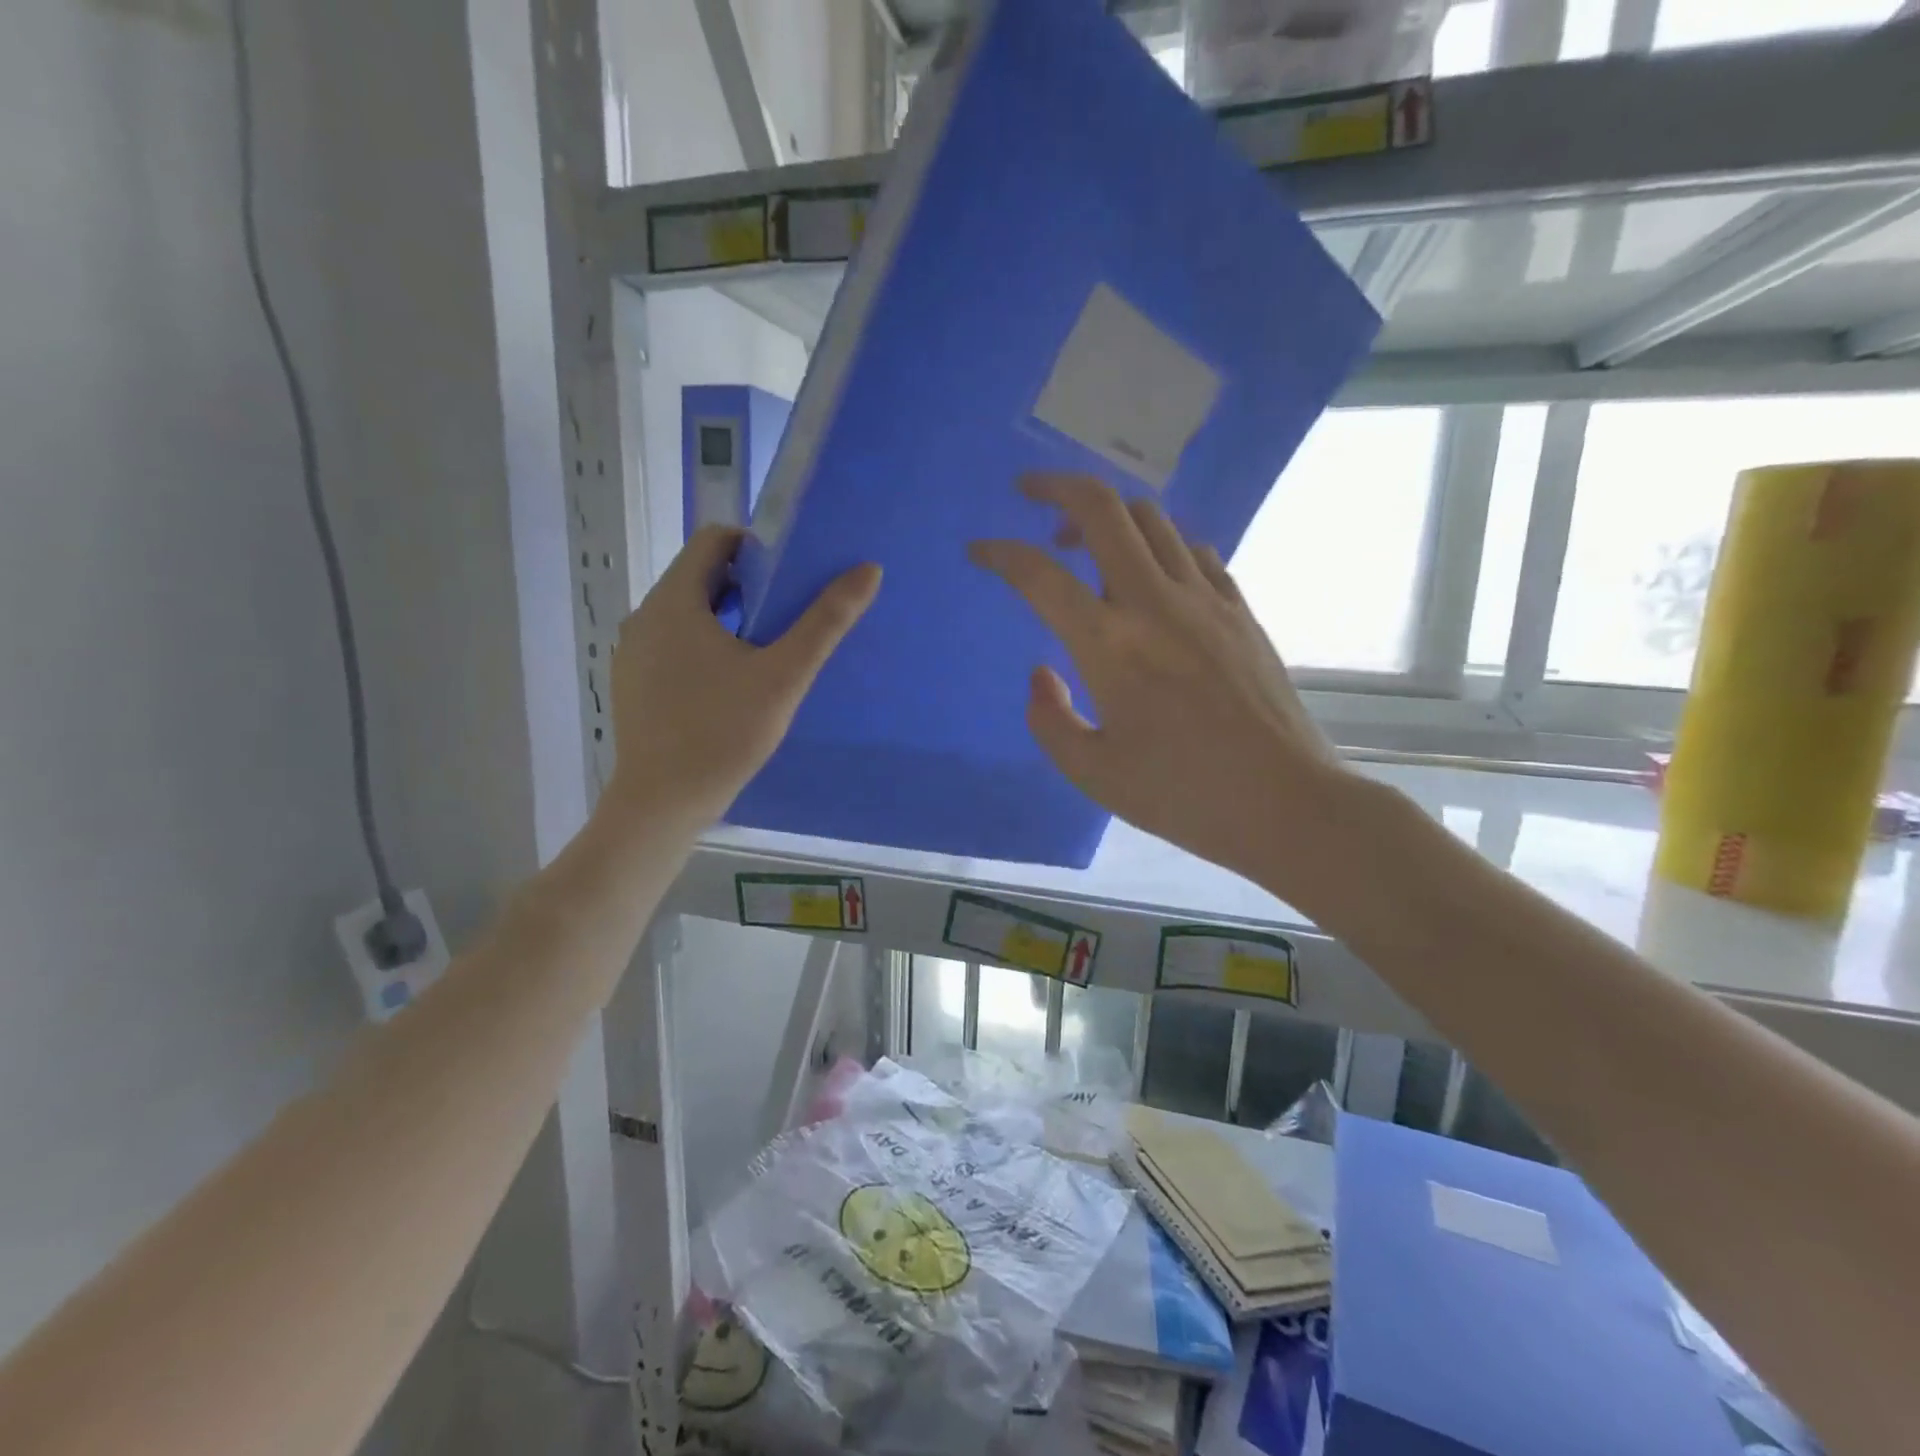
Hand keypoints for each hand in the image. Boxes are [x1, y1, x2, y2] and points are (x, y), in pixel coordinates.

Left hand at [604, 526, 880, 831]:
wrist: (662, 802)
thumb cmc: (724, 733)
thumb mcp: (784, 676)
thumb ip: (825, 621)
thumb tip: (868, 570)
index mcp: (674, 601)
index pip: (713, 540)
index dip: (756, 549)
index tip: (788, 581)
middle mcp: (644, 616)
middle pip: (700, 576)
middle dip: (746, 588)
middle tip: (785, 622)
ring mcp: (632, 652)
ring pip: (686, 613)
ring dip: (726, 620)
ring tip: (763, 657)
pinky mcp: (633, 683)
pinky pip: (672, 644)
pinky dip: (703, 647)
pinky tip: (728, 688)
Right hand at [970, 474, 1358, 891]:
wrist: (1285, 803)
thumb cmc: (1182, 794)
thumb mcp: (1091, 773)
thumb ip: (1049, 719)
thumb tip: (1041, 673)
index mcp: (1108, 645)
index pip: (1039, 575)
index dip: (1000, 554)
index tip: (978, 551)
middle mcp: (1154, 603)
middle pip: (1102, 509)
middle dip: (1056, 487)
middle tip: (1029, 492)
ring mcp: (1205, 599)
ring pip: (1152, 519)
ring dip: (1108, 514)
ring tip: (1084, 539)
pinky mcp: (1240, 609)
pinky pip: (1194, 550)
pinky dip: (1160, 545)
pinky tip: (1151, 574)